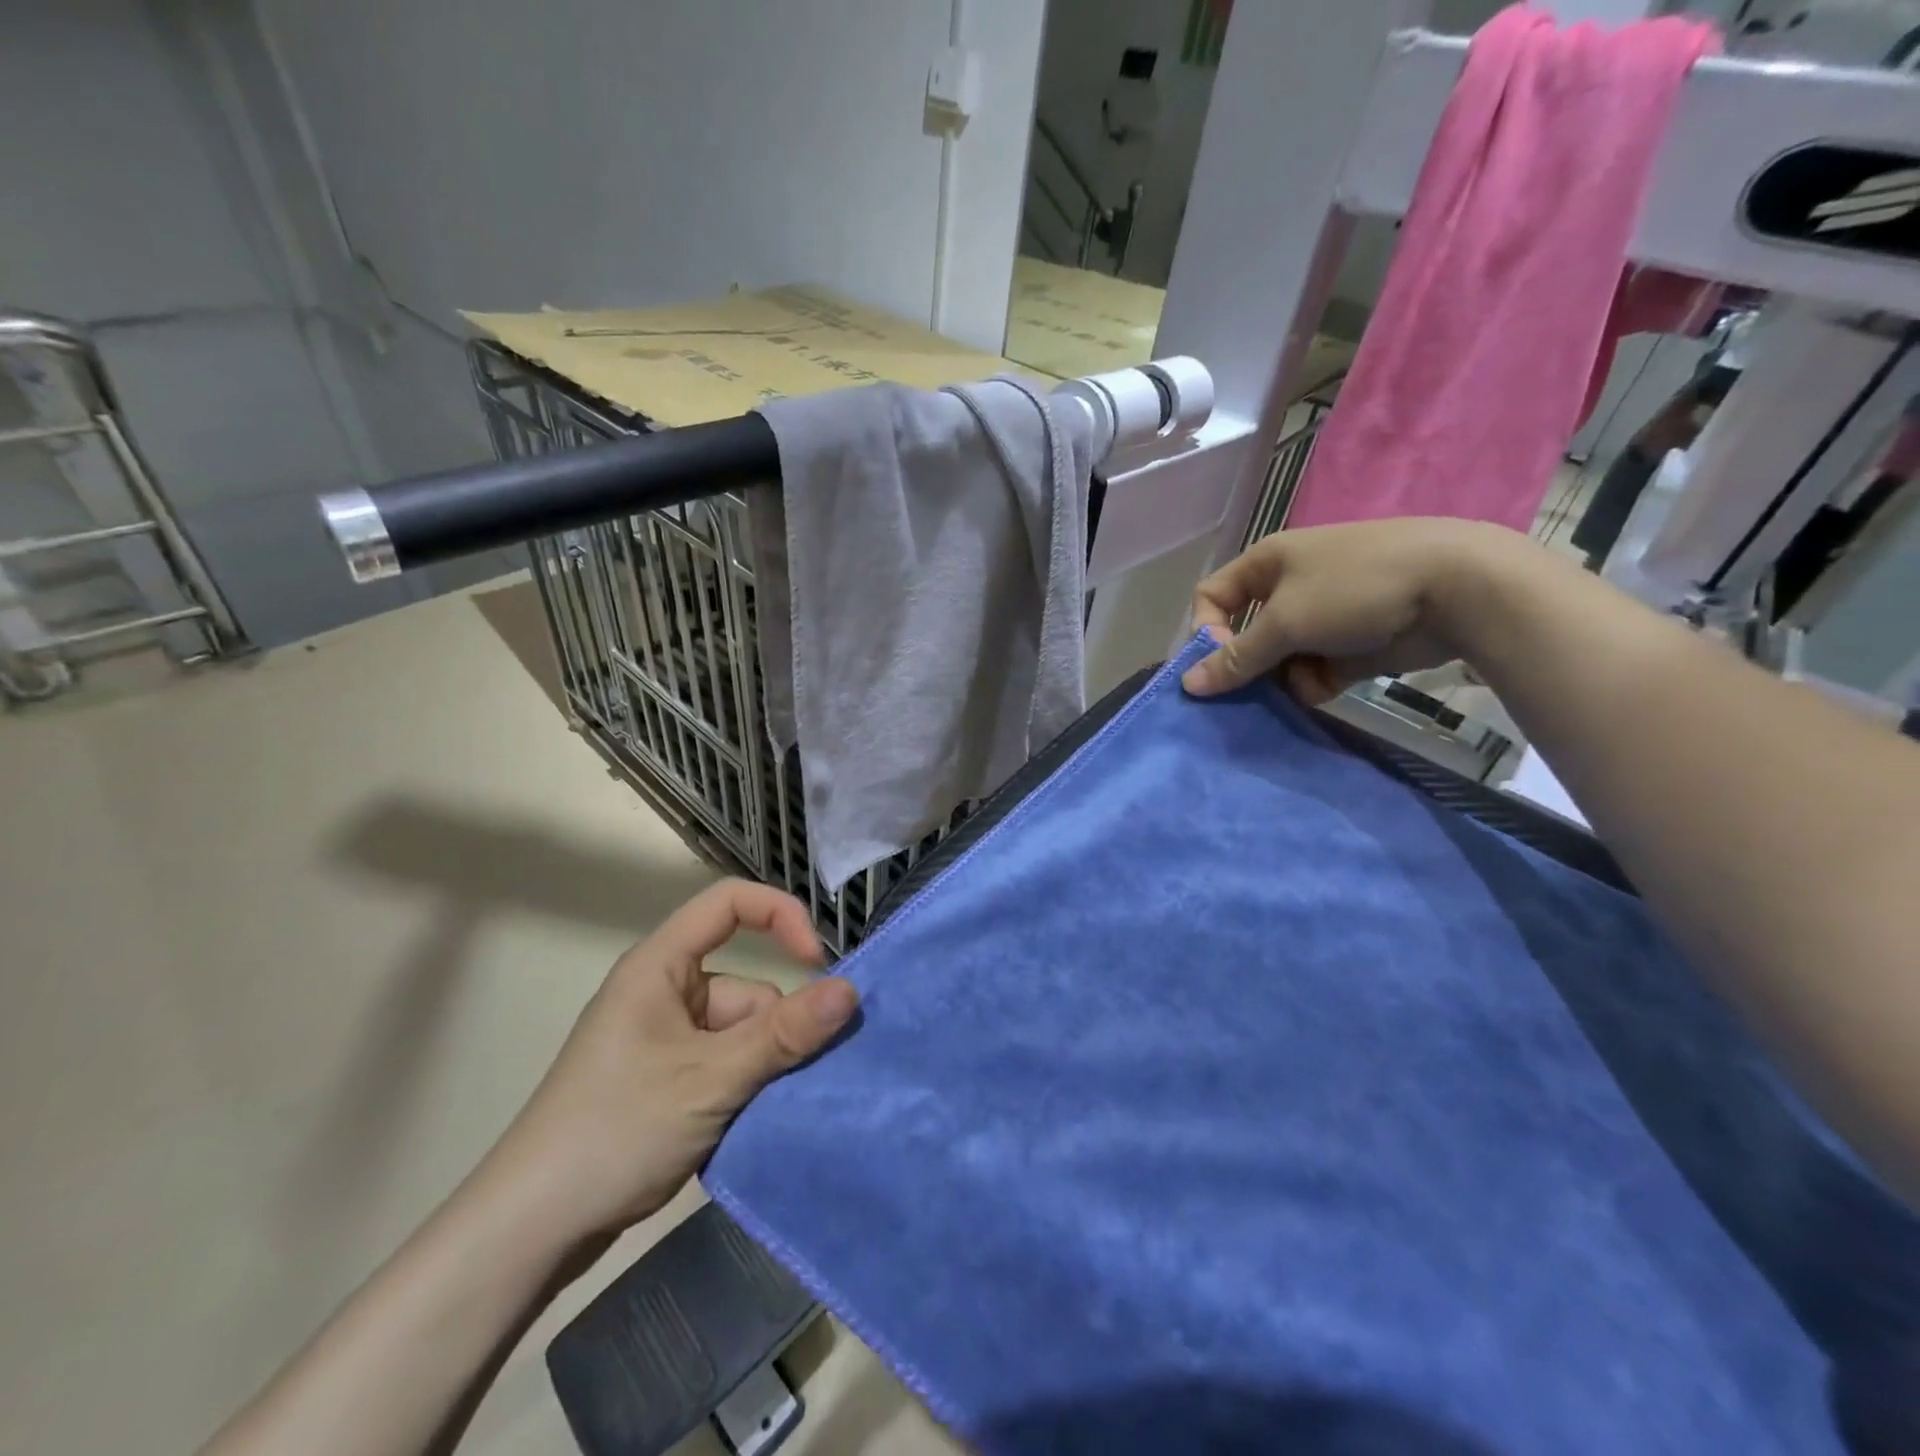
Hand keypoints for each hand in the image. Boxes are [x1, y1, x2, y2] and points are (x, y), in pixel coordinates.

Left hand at [485, 880, 858, 1245]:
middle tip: (797, 1077)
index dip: (780, 916)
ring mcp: (664, 1041)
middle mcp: (664, 993)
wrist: (528, 1233)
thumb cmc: (615, 1131)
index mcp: (660, 966)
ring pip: (743, 1034)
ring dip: (766, 1067)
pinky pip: (727, 1064)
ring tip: (768, 1112)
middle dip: (778, 1029)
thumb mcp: (710, 1079)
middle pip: (747, 985)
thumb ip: (783, 1034)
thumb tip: (851, 991)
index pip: (730, 904)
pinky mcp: (666, 1082)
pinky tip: (754, 1123)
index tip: (818, 964)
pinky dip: (747, 1088)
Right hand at [1182, 519, 1513, 702]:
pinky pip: (1311, 672)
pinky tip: (1326, 687)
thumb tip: (1186, 685)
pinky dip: (1312, 684)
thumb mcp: (1285, 621)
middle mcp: (1288, 589)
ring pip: (1277, 660)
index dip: (1205, 631)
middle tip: (1244, 695)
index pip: (1211, 599)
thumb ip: (1235, 657)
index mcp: (1266, 564)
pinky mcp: (1349, 646)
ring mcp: (1321, 618)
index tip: (1219, 663)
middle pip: (1244, 636)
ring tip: (1297, 688)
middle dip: (1245, 666)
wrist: (1458, 589)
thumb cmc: (1354, 588)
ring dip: (1279, 680)